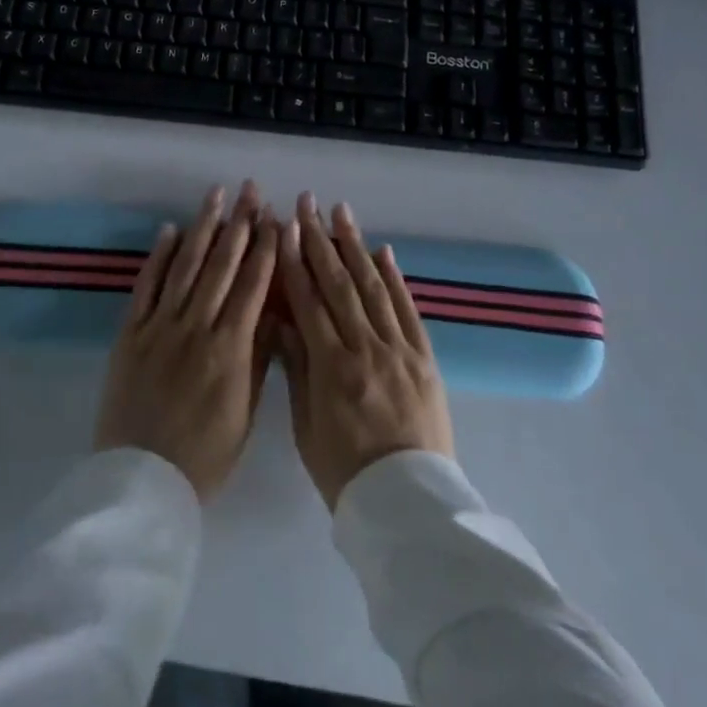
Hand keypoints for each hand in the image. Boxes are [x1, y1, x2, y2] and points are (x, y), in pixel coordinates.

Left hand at [94, 181, 279, 500]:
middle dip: (239, 223)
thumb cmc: (204, 455)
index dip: (265, 248)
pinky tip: (170, 230)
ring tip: (214, 194)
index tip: (275, 217)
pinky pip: (147, 286)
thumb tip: (274, 311)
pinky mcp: (131, 332)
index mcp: (230, 348)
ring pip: (186, 266)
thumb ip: (259, 357)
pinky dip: (160, 256)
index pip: (253, 285)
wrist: (142, 480)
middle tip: (249, 189)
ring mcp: (160, 326)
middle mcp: (196, 326)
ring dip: (202, 227)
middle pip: (221, 265)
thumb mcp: (246, 411)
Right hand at [276, 193, 454, 508]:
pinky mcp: (424, 358)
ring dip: (355, 245)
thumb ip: (297, 368)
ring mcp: (399, 350)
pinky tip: (383, 252)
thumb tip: (281, 320)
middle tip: (307, 203)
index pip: (308, 301)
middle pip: (339, 284)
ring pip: (373, 287)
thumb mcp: (306, 427)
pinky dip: (395, 278)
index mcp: (332, 368)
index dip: (293, 261)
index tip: (282, 227)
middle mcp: (366, 349)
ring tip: (341, 211)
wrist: (408, 503)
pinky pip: (408, 310)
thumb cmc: (345, 472)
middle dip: (319, 239)